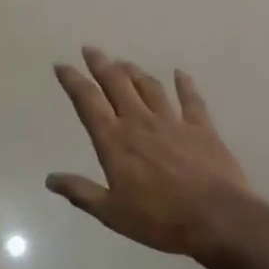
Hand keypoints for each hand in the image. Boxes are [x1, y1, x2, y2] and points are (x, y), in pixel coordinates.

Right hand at [47, 47, 268, 261]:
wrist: (218, 219)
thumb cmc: (160, 219)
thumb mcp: (112, 213)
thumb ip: (81, 192)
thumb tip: (50, 179)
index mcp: (114, 141)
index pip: (88, 102)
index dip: (73, 81)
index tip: (62, 65)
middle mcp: (140, 122)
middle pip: (117, 84)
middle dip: (101, 64)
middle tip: (91, 49)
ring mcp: (172, 122)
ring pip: (149, 87)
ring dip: (134, 72)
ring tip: (124, 62)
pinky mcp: (202, 128)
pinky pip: (191, 99)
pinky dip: (185, 84)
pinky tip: (180, 74)